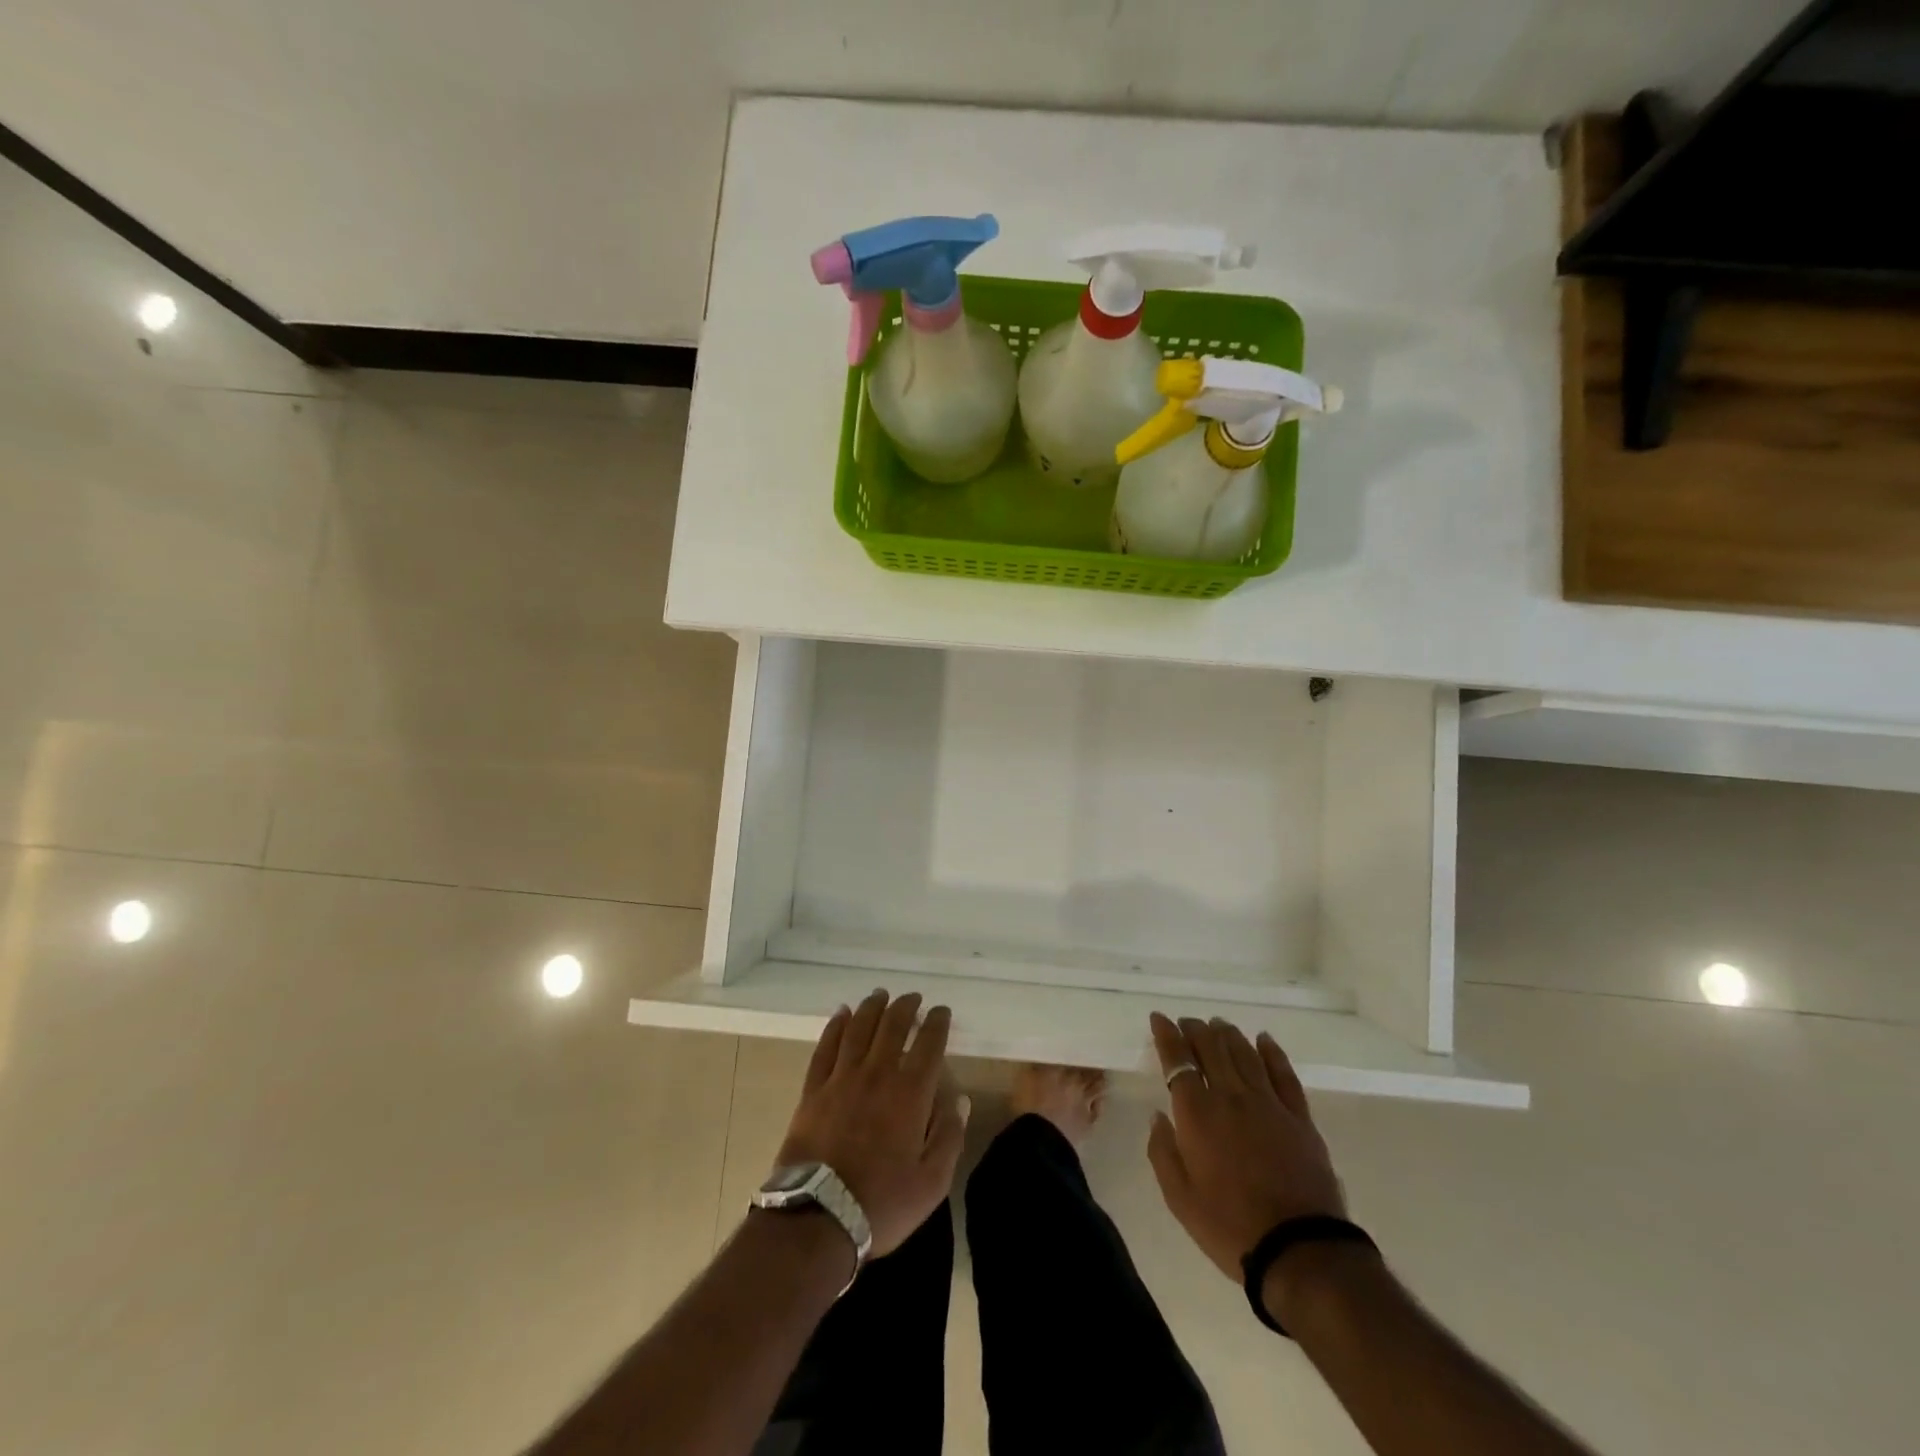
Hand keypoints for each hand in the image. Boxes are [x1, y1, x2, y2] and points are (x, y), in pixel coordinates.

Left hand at [775, 990, 967, 1256]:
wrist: (818, 1217)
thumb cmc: (882, 1203)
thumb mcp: (931, 1183)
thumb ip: (949, 1137)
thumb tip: (960, 1100)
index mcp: (910, 1093)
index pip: (928, 1044)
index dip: (937, 1023)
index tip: (941, 1012)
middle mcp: (877, 1074)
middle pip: (892, 1026)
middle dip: (906, 1007)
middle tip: (913, 998)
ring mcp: (842, 1078)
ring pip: (859, 1028)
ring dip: (872, 1007)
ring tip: (880, 995)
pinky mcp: (814, 1089)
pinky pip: (827, 1046)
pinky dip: (836, 1025)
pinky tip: (842, 1013)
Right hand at [1146, 1012, 1345, 1283]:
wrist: (1300, 1251)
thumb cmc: (1230, 1227)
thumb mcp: (1179, 1198)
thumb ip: (1162, 1151)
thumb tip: (1158, 1116)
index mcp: (1197, 1114)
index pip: (1178, 1060)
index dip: (1166, 1035)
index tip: (1159, 1019)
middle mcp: (1230, 1096)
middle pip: (1211, 1047)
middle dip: (1195, 1029)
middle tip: (1187, 1023)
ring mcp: (1268, 1103)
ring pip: (1244, 1053)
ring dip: (1228, 1034)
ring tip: (1218, 1025)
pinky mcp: (1299, 1117)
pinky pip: (1283, 1073)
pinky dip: (1271, 1051)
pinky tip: (1264, 1039)